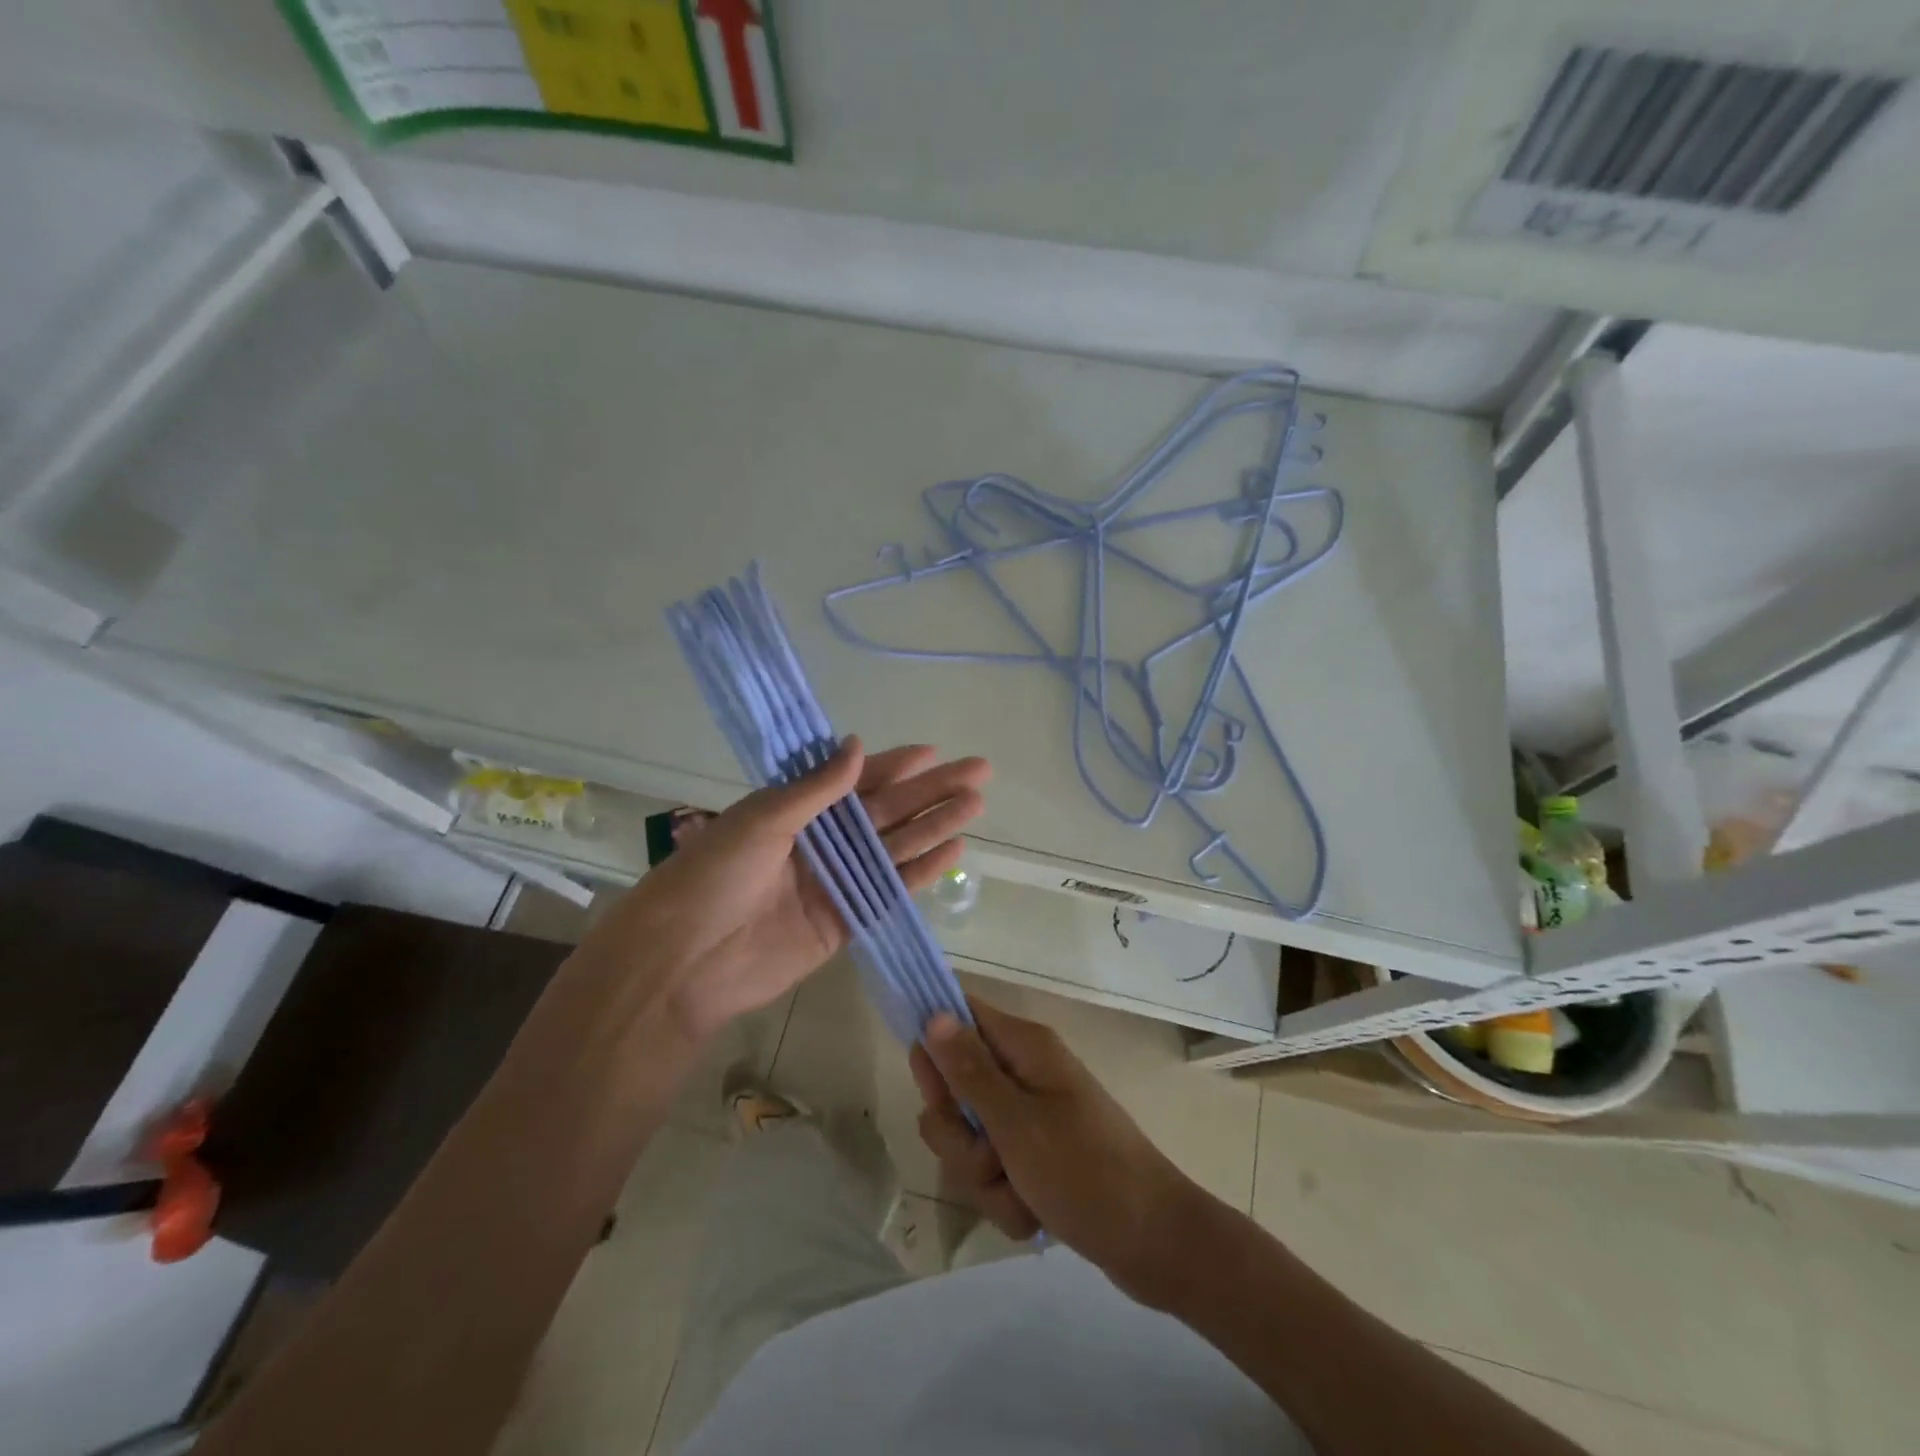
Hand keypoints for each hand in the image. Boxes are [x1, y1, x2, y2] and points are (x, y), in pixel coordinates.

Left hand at [575, 739, 989, 1040]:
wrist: (683, 962)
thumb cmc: (714, 877)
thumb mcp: (763, 820)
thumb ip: (817, 789)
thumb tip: (859, 745)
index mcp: (795, 810)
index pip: (856, 780)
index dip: (894, 766)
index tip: (933, 752)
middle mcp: (820, 842)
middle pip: (887, 811)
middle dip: (931, 791)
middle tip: (979, 772)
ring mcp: (835, 882)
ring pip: (896, 848)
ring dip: (935, 826)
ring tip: (975, 805)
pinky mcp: (844, 921)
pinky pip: (890, 891)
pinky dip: (921, 872)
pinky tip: (954, 852)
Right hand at [910, 997, 1208, 1308]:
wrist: (1153, 1243)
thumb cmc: (1085, 1171)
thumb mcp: (1016, 1122)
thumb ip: (969, 1071)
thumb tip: (934, 1014)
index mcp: (1024, 1048)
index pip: (960, 1016)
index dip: (933, 1042)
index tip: (927, 1085)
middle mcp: (1023, 1074)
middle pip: (955, 1089)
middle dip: (960, 1136)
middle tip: (988, 1155)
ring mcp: (1030, 1118)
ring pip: (970, 1140)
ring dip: (983, 1177)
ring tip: (1019, 1192)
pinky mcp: (1035, 1158)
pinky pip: (993, 1173)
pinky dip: (1005, 1199)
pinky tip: (1033, 1214)